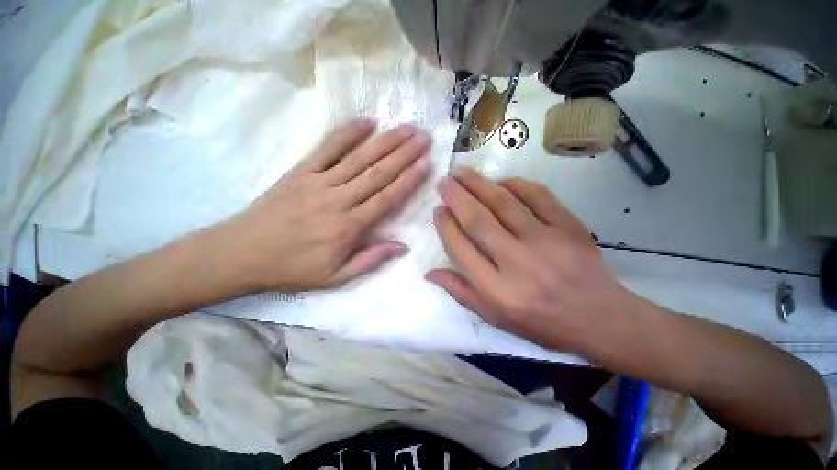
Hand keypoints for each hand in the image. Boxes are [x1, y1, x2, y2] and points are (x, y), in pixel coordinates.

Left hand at [218, 119, 430, 293]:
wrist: (241, 254)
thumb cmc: (293, 269)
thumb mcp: (336, 277)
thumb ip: (371, 260)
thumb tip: (402, 246)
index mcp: (348, 227)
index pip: (386, 198)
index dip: (408, 180)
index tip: (426, 163)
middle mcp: (338, 200)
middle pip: (377, 173)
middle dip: (404, 153)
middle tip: (423, 137)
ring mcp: (318, 181)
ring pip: (358, 158)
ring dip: (384, 141)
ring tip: (405, 127)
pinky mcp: (300, 171)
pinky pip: (326, 148)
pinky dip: (347, 133)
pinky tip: (366, 122)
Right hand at [426, 167, 627, 350]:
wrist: (600, 318)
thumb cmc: (540, 322)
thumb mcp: (494, 317)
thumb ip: (460, 292)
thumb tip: (429, 272)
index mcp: (497, 290)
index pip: (460, 249)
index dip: (445, 226)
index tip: (438, 210)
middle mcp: (517, 263)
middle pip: (478, 221)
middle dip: (456, 197)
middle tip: (444, 181)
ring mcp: (545, 241)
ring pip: (504, 203)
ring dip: (479, 184)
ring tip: (462, 172)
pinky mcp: (569, 227)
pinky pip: (538, 196)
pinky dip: (516, 184)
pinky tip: (501, 182)